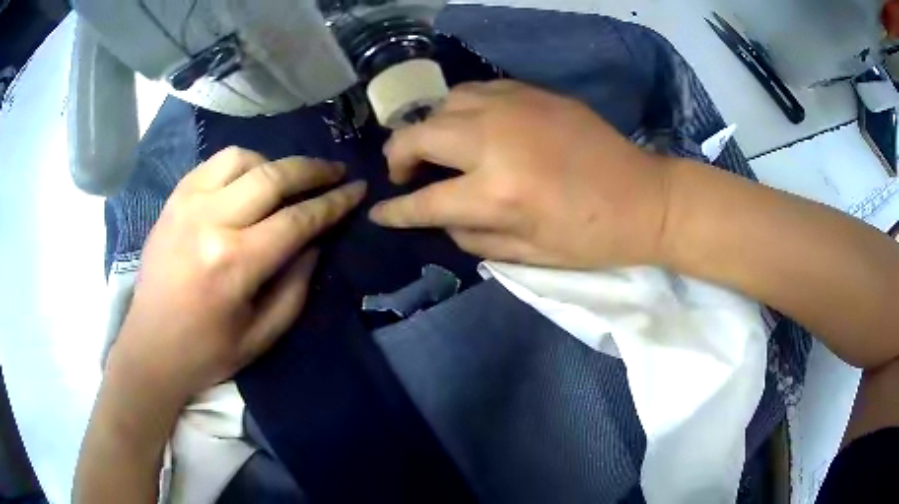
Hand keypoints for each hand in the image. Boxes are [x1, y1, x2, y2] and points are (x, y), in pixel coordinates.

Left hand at [110, 147, 365, 404]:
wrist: (150, 347)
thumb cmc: (207, 351)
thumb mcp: (263, 335)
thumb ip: (296, 285)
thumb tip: (317, 240)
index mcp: (234, 263)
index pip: (297, 219)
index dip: (333, 203)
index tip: (357, 189)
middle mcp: (210, 222)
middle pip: (273, 176)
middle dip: (313, 170)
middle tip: (336, 171)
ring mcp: (186, 205)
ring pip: (242, 158)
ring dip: (273, 164)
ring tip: (286, 182)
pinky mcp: (173, 200)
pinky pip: (213, 164)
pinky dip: (240, 165)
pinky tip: (248, 181)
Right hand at [369, 81, 671, 268]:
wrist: (645, 198)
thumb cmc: (590, 237)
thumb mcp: (527, 257)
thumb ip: (471, 237)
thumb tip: (439, 218)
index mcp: (496, 193)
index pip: (423, 202)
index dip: (395, 210)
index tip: (378, 211)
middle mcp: (495, 140)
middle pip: (417, 135)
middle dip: (397, 156)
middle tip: (404, 173)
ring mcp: (514, 107)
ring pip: (444, 103)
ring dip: (430, 127)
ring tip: (438, 147)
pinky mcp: (532, 92)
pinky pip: (477, 90)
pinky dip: (461, 109)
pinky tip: (472, 126)